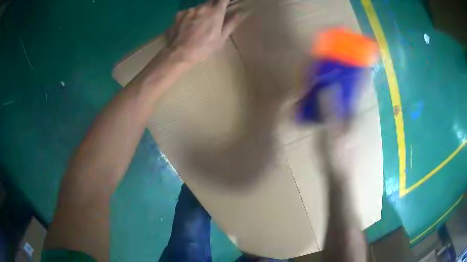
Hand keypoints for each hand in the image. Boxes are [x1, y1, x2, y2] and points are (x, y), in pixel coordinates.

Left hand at [166, 0, 245, 66]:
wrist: (178, 54)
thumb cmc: (203, 48)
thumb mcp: (221, 38)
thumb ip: (232, 23)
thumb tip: (243, 12)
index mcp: (215, 12)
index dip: (227, 0)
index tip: (228, 3)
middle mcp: (202, 7)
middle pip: (211, 1)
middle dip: (214, 7)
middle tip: (214, 17)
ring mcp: (189, 10)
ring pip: (199, 7)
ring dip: (202, 12)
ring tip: (200, 24)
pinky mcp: (178, 14)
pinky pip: (188, 12)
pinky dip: (191, 16)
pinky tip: (188, 27)